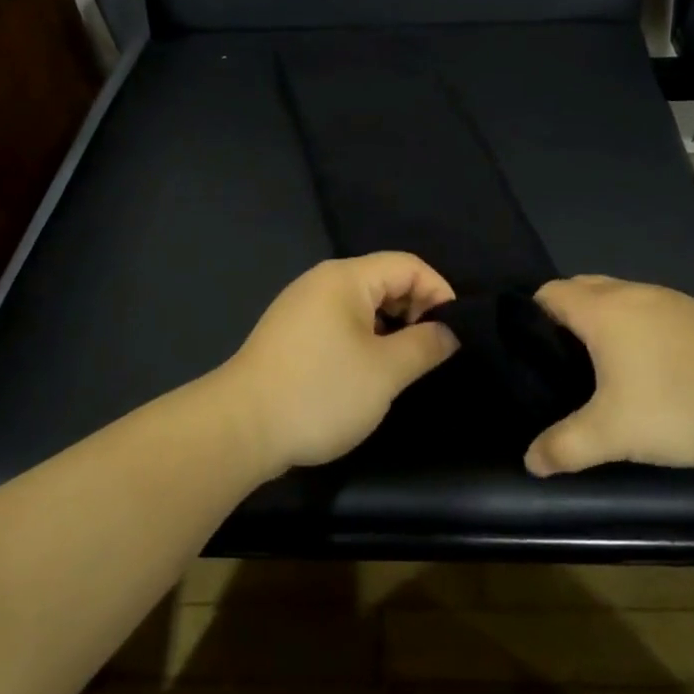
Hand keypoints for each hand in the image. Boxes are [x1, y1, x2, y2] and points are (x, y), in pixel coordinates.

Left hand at [224, 253, 459, 471]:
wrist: (239, 428)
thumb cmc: (320, 392)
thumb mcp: (385, 372)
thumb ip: (425, 345)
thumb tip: (448, 332)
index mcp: (346, 278)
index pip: (408, 265)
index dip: (439, 291)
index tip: (454, 331)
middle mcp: (321, 282)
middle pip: (384, 281)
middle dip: (414, 310)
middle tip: (429, 352)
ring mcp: (300, 308)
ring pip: (361, 305)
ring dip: (389, 329)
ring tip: (401, 366)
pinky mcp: (289, 334)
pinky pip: (339, 323)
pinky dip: (363, 339)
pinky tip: (365, 373)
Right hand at [524, 275, 693, 476]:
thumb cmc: (679, 403)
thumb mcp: (613, 434)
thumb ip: (565, 447)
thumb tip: (530, 461)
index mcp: (602, 310)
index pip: (549, 293)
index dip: (530, 315)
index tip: (526, 350)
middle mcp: (630, 293)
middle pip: (580, 287)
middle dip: (563, 315)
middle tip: (558, 359)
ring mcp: (668, 299)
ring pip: (617, 296)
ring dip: (601, 319)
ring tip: (599, 363)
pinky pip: (648, 308)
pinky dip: (634, 326)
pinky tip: (648, 365)